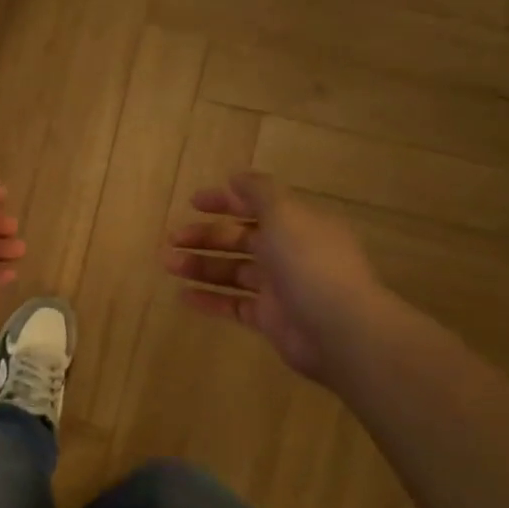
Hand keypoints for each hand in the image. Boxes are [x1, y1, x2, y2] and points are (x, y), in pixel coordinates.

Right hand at [164, 172, 385, 381]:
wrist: (339, 330)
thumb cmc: (309, 263)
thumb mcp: (284, 214)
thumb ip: (258, 192)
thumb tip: (236, 177)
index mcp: (298, 224)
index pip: (257, 205)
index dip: (225, 201)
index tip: (192, 202)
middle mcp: (290, 252)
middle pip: (241, 239)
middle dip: (205, 236)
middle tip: (172, 239)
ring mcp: (280, 287)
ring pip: (233, 271)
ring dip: (200, 265)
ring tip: (168, 264)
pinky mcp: (270, 319)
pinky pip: (234, 304)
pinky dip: (210, 299)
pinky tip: (183, 296)